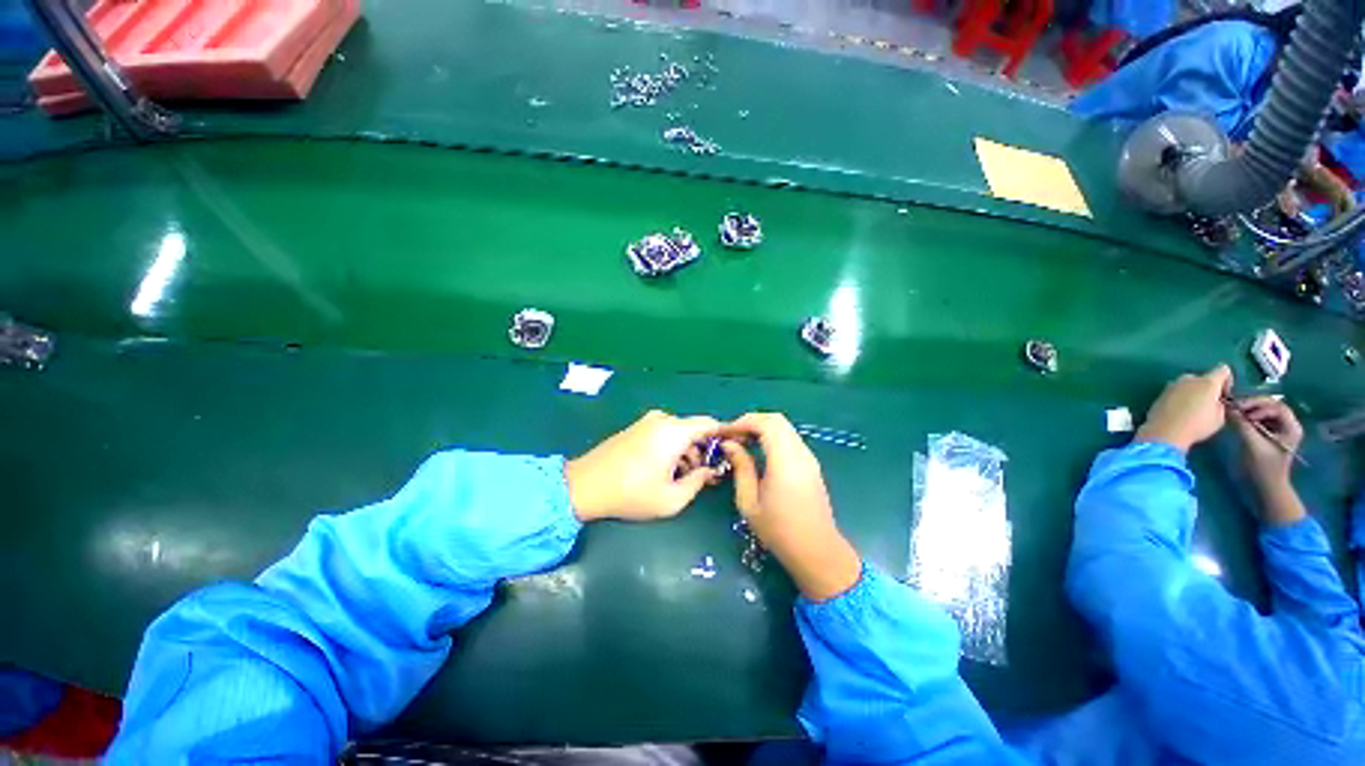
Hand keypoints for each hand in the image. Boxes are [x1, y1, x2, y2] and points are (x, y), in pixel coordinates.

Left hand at [565, 410, 722, 521]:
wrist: (584, 485)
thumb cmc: (631, 493)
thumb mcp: (672, 498)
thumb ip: (698, 482)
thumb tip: (710, 472)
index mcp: (674, 431)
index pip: (710, 424)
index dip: (725, 435)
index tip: (733, 450)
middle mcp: (663, 420)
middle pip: (694, 429)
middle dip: (703, 450)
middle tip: (704, 475)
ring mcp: (647, 422)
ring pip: (679, 432)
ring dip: (687, 451)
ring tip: (682, 477)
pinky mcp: (636, 427)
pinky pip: (664, 433)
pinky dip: (672, 447)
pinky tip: (665, 469)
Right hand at [720, 413, 860, 601]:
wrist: (816, 551)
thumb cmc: (779, 531)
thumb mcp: (749, 502)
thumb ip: (740, 467)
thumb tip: (730, 444)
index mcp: (785, 461)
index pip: (765, 424)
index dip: (742, 422)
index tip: (724, 433)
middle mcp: (800, 453)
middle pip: (776, 420)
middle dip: (751, 421)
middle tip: (731, 436)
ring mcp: (808, 457)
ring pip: (784, 427)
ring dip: (761, 428)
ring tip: (741, 442)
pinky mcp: (810, 464)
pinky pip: (789, 438)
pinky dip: (771, 436)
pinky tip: (757, 450)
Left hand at [1135, 365, 1232, 452]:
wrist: (1164, 432)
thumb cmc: (1197, 425)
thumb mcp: (1220, 416)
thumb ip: (1220, 403)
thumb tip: (1215, 400)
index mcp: (1208, 382)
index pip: (1223, 369)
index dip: (1227, 381)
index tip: (1224, 395)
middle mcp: (1189, 378)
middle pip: (1203, 378)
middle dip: (1208, 388)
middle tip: (1208, 404)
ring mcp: (1172, 384)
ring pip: (1188, 385)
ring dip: (1193, 392)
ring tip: (1193, 409)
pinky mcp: (1161, 392)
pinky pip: (1176, 392)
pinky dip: (1180, 398)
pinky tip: (1180, 412)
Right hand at [1230, 396, 1303, 488]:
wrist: (1266, 487)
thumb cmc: (1262, 468)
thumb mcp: (1252, 445)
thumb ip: (1242, 425)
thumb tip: (1229, 409)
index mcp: (1291, 428)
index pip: (1276, 406)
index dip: (1258, 405)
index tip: (1239, 410)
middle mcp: (1289, 425)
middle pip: (1272, 406)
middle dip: (1253, 405)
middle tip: (1235, 408)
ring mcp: (1280, 430)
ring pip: (1266, 411)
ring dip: (1250, 410)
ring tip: (1236, 415)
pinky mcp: (1271, 434)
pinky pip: (1261, 419)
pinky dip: (1250, 417)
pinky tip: (1240, 421)